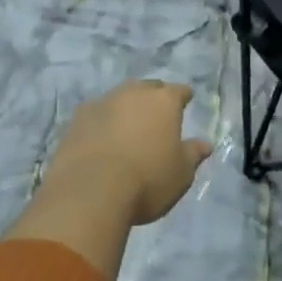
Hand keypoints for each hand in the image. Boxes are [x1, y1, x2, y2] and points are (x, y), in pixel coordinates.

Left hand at [46, 80, 212, 225]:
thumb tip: (205, 144)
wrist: (90, 192)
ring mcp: (102, 103)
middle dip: (154, 98)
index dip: (183, 97)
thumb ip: (193, 155)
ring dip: (125, 108)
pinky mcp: (76, 119)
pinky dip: (101, 122)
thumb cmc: (147, 181)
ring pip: (119, 97)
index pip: (179, 91)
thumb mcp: (180, 174)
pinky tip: (101, 137)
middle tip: (157, 114)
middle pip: (148, 88)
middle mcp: (133, 93)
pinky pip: (95, 114)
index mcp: (164, 102)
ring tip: (128, 125)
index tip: (186, 101)